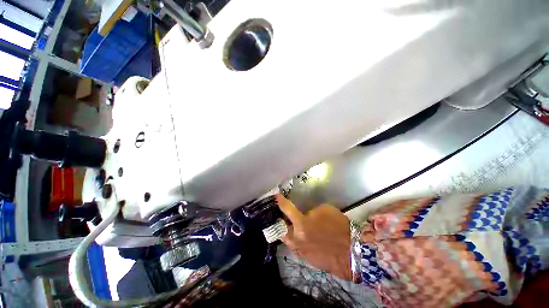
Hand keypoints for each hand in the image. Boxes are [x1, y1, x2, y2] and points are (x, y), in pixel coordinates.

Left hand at [276, 194, 351, 280]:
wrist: (353, 251)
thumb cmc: (339, 226)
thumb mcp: (324, 211)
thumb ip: (310, 212)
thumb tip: (305, 216)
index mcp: (301, 224)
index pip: (287, 209)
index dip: (281, 201)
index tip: (276, 197)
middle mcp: (297, 239)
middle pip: (281, 230)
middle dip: (280, 222)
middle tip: (282, 216)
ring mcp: (301, 251)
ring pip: (289, 240)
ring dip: (289, 232)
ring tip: (293, 226)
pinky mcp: (307, 259)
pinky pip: (298, 248)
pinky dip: (298, 241)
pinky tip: (305, 238)